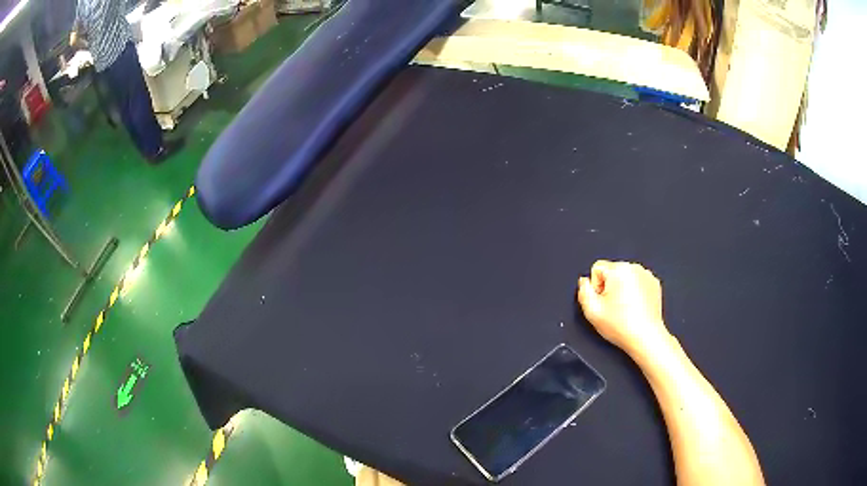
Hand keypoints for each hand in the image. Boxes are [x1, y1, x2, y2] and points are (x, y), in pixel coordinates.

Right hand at [577, 260, 668, 355]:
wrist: (645, 337)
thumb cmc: (623, 326)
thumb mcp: (591, 311)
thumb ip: (583, 291)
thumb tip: (584, 282)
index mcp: (618, 270)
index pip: (597, 269)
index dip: (595, 287)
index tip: (602, 302)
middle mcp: (634, 268)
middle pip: (611, 273)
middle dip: (609, 288)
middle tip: (613, 308)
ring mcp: (646, 275)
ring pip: (625, 278)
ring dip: (622, 290)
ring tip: (625, 310)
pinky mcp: (654, 284)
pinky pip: (638, 283)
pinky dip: (635, 294)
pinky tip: (634, 309)